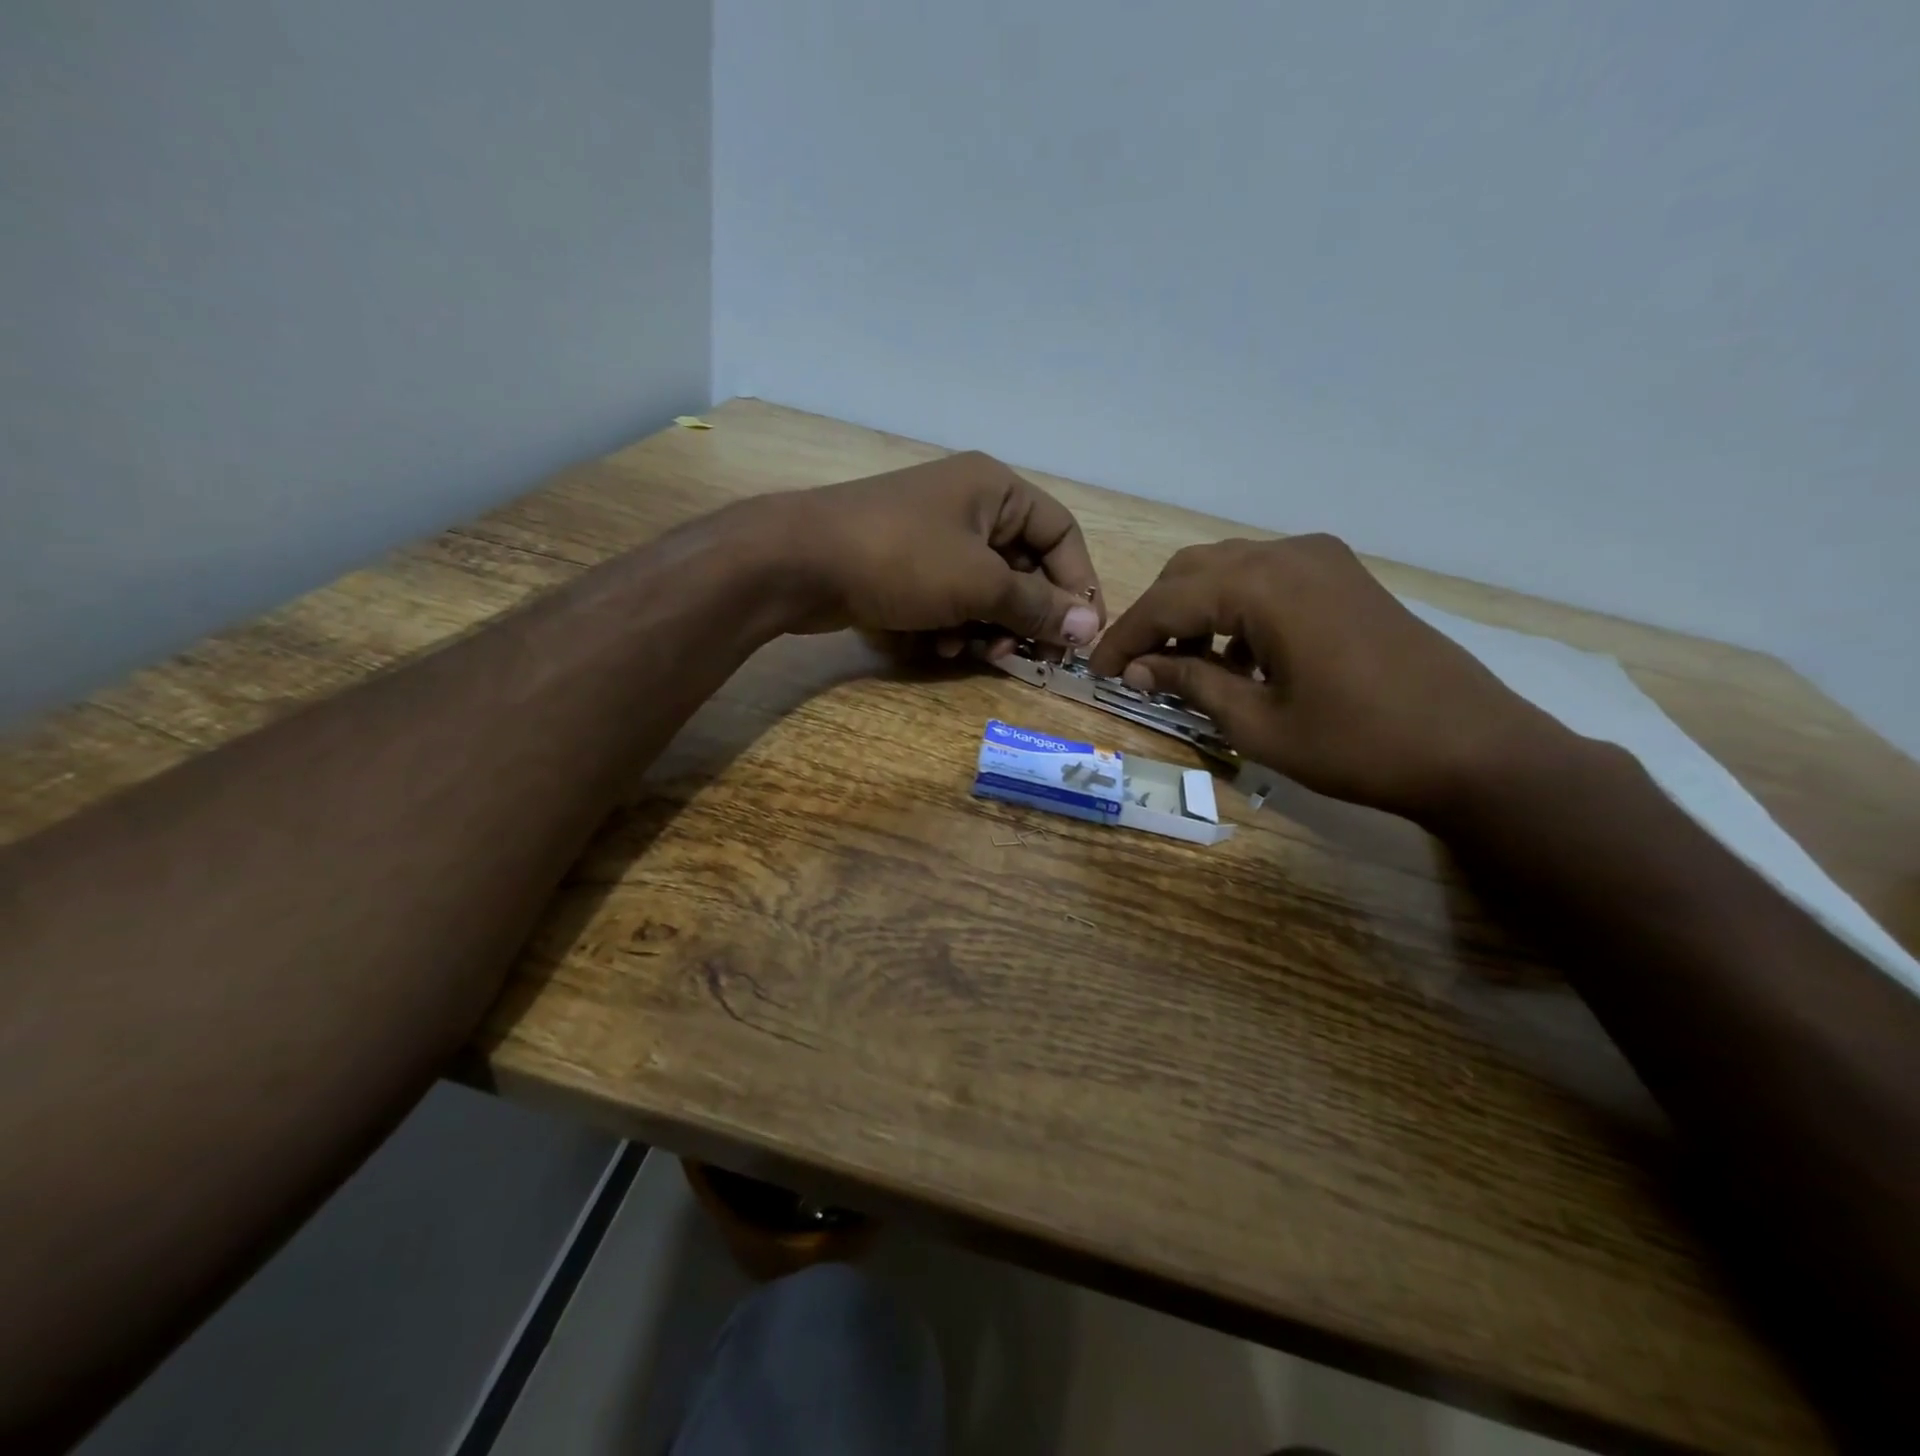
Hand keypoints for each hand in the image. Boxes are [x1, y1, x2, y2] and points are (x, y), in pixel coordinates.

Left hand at [773, 451, 1103, 650]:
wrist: (800, 562)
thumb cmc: (902, 559)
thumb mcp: (979, 584)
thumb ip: (1037, 606)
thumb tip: (1092, 626)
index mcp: (996, 490)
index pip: (1061, 534)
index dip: (1078, 584)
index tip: (1081, 633)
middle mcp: (971, 506)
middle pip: (1024, 567)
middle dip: (1026, 615)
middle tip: (1027, 656)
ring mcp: (935, 536)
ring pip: (986, 589)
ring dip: (988, 626)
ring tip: (975, 651)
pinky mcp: (907, 566)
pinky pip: (950, 598)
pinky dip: (953, 624)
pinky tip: (939, 645)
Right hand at [1086, 535, 1577, 825]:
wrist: (1474, 750)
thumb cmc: (1357, 744)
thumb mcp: (1257, 724)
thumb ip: (1190, 684)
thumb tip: (1137, 669)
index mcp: (1263, 586)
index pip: (1166, 602)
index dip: (1123, 638)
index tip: (1094, 670)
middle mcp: (1288, 555)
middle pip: (1192, 572)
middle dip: (1156, 618)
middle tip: (1135, 669)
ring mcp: (1322, 560)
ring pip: (1228, 570)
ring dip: (1195, 613)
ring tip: (1182, 669)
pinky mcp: (1344, 577)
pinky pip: (1267, 579)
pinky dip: (1235, 611)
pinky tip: (1238, 658)